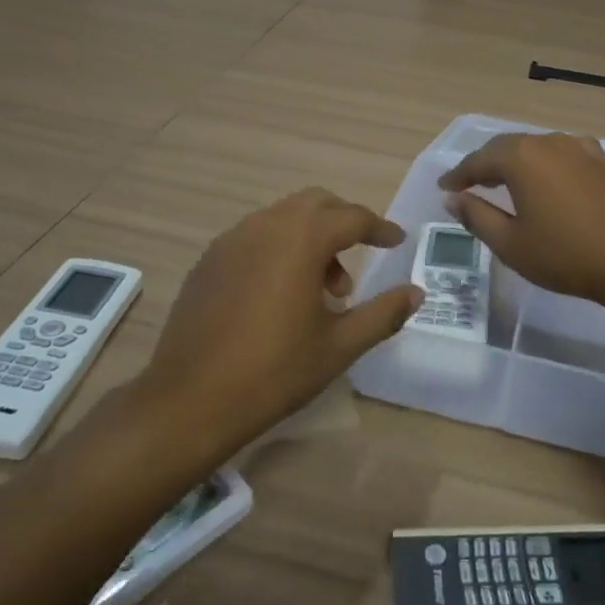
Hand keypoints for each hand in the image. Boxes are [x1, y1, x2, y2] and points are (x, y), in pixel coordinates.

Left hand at [143, 188, 421, 452]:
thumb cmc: (274, 372)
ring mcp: (230, 241)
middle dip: (344, 222)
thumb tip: (416, 293)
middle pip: (315, 203)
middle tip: (361, 257)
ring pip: (283, 218)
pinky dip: (280, 248)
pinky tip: (282, 294)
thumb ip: (383, 313)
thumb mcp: (339, 346)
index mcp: (300, 239)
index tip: (396, 241)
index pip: (351, 217)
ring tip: (324, 290)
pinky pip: (255, 237)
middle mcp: (264, 226)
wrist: (189, 401)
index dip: (379, 228)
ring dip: (311, 238)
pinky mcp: (209, 261)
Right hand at [438, 132, 604, 320]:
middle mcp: (547, 142)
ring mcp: (578, 148)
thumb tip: (452, 199)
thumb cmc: (565, 256)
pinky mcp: (599, 161)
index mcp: (521, 157)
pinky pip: (559, 153)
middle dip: (483, 165)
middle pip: (505, 148)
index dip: (458, 176)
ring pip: (533, 148)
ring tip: (499, 183)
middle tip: (466, 186)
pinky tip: (543, 177)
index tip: (444, 189)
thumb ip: (476, 216)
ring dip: (512, 163)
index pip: (478, 161)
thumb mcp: (510, 243)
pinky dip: (542, 163)